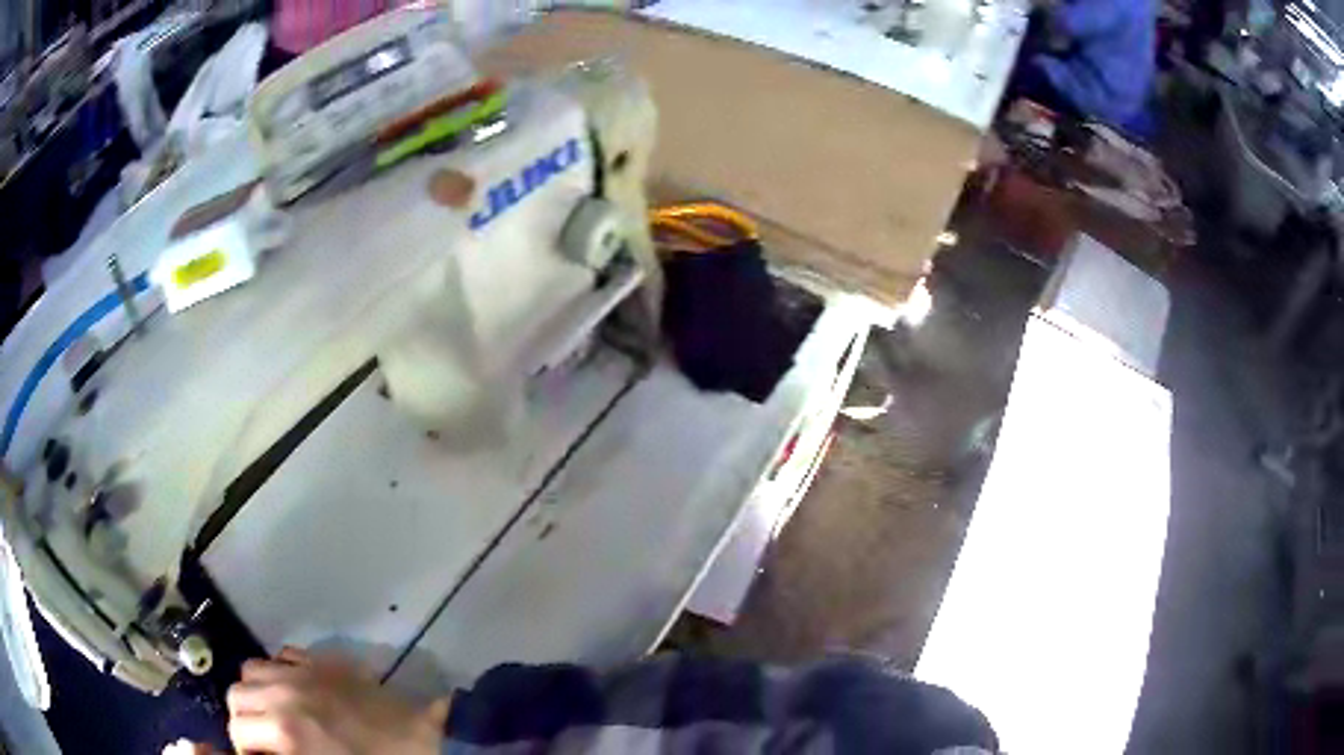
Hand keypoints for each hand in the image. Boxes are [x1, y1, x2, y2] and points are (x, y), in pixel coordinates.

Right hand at [224, 647, 450, 754]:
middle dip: (243, 717)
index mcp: (285, 730)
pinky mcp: (321, 660)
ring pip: (251, 668)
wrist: (420, 742)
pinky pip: (282, 654)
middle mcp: (283, 693)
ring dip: (255, 690)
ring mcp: (301, 671)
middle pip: (236, 694)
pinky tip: (292, 687)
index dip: (243, 747)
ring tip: (272, 709)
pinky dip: (277, 669)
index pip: (238, 730)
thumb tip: (265, 750)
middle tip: (261, 736)